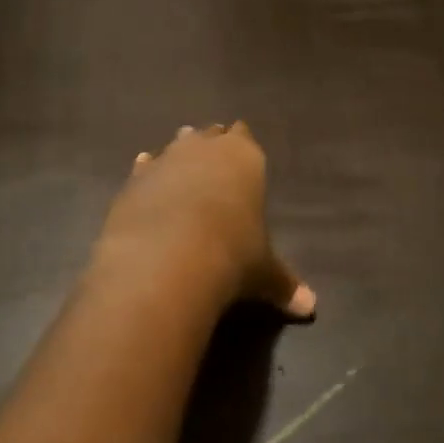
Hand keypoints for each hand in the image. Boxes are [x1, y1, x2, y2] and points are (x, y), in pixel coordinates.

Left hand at [95, 123, 315, 318]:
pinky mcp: (133, 180)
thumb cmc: (231, 254)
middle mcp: (204, 149)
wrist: (166, 258)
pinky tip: (146, 181)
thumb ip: (284, 284)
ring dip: (178, 157)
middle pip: (209, 135)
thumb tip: (310, 307)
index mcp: (244, 157)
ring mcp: (165, 160)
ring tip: (181, 170)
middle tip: (213, 161)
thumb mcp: (263, 272)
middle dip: (211, 147)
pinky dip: (147, 174)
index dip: (242, 145)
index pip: (245, 137)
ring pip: (175, 146)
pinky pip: (144, 168)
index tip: (241, 153)